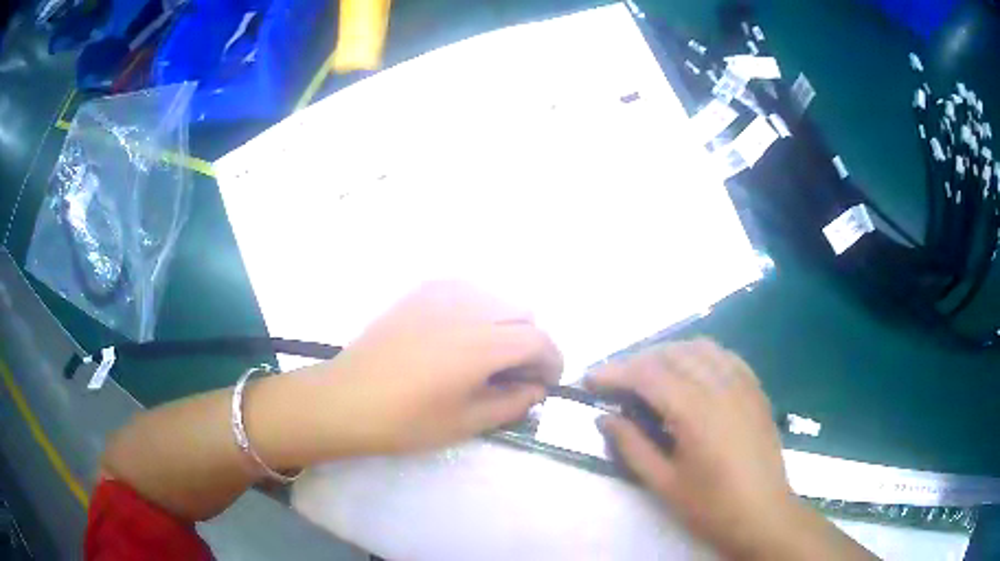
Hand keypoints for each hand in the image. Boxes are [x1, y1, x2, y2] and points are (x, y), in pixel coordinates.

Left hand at [312, 280, 562, 454]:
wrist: (346, 400)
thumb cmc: (406, 421)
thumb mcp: (466, 422)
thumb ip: (512, 403)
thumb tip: (536, 389)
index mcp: (483, 343)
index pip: (540, 340)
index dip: (552, 363)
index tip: (545, 385)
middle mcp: (468, 308)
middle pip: (524, 312)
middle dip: (531, 343)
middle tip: (514, 375)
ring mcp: (441, 295)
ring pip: (496, 297)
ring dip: (506, 324)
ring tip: (487, 355)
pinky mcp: (419, 293)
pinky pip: (467, 289)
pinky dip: (478, 309)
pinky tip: (460, 335)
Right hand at [586, 339, 795, 557]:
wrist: (763, 513)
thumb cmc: (711, 506)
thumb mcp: (663, 483)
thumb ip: (632, 446)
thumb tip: (605, 417)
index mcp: (695, 410)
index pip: (648, 375)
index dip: (615, 372)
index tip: (590, 379)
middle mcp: (720, 385)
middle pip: (671, 354)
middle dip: (637, 361)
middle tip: (614, 381)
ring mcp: (742, 383)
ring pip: (699, 347)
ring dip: (667, 353)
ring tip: (648, 375)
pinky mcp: (755, 388)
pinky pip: (724, 355)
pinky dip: (698, 355)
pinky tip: (690, 372)